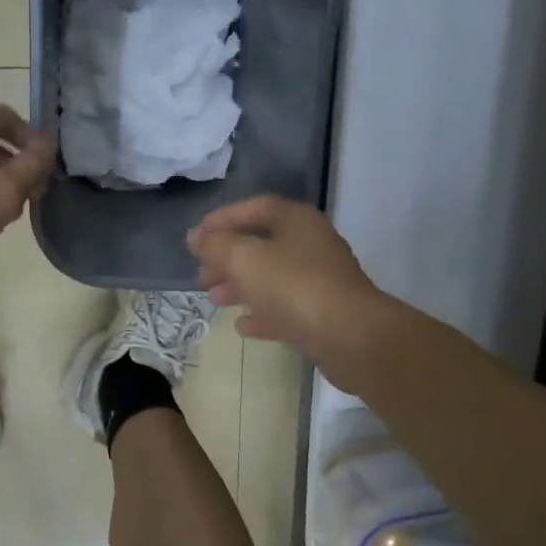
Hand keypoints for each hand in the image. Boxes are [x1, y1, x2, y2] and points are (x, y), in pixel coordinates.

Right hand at [187, 196, 392, 385]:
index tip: (196, 236)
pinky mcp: (323, 314)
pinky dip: (262, 313)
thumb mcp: (246, 260)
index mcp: (297, 221)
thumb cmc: (295, 287)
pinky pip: (286, 308)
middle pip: (262, 245)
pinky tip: (243, 325)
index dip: (224, 219)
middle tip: (201, 275)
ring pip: (272, 278)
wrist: (351, 337)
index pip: (256, 208)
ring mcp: (320, 281)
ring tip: (214, 300)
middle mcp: (311, 245)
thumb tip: (195, 237)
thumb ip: (216, 246)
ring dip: (241, 286)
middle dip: (228, 258)